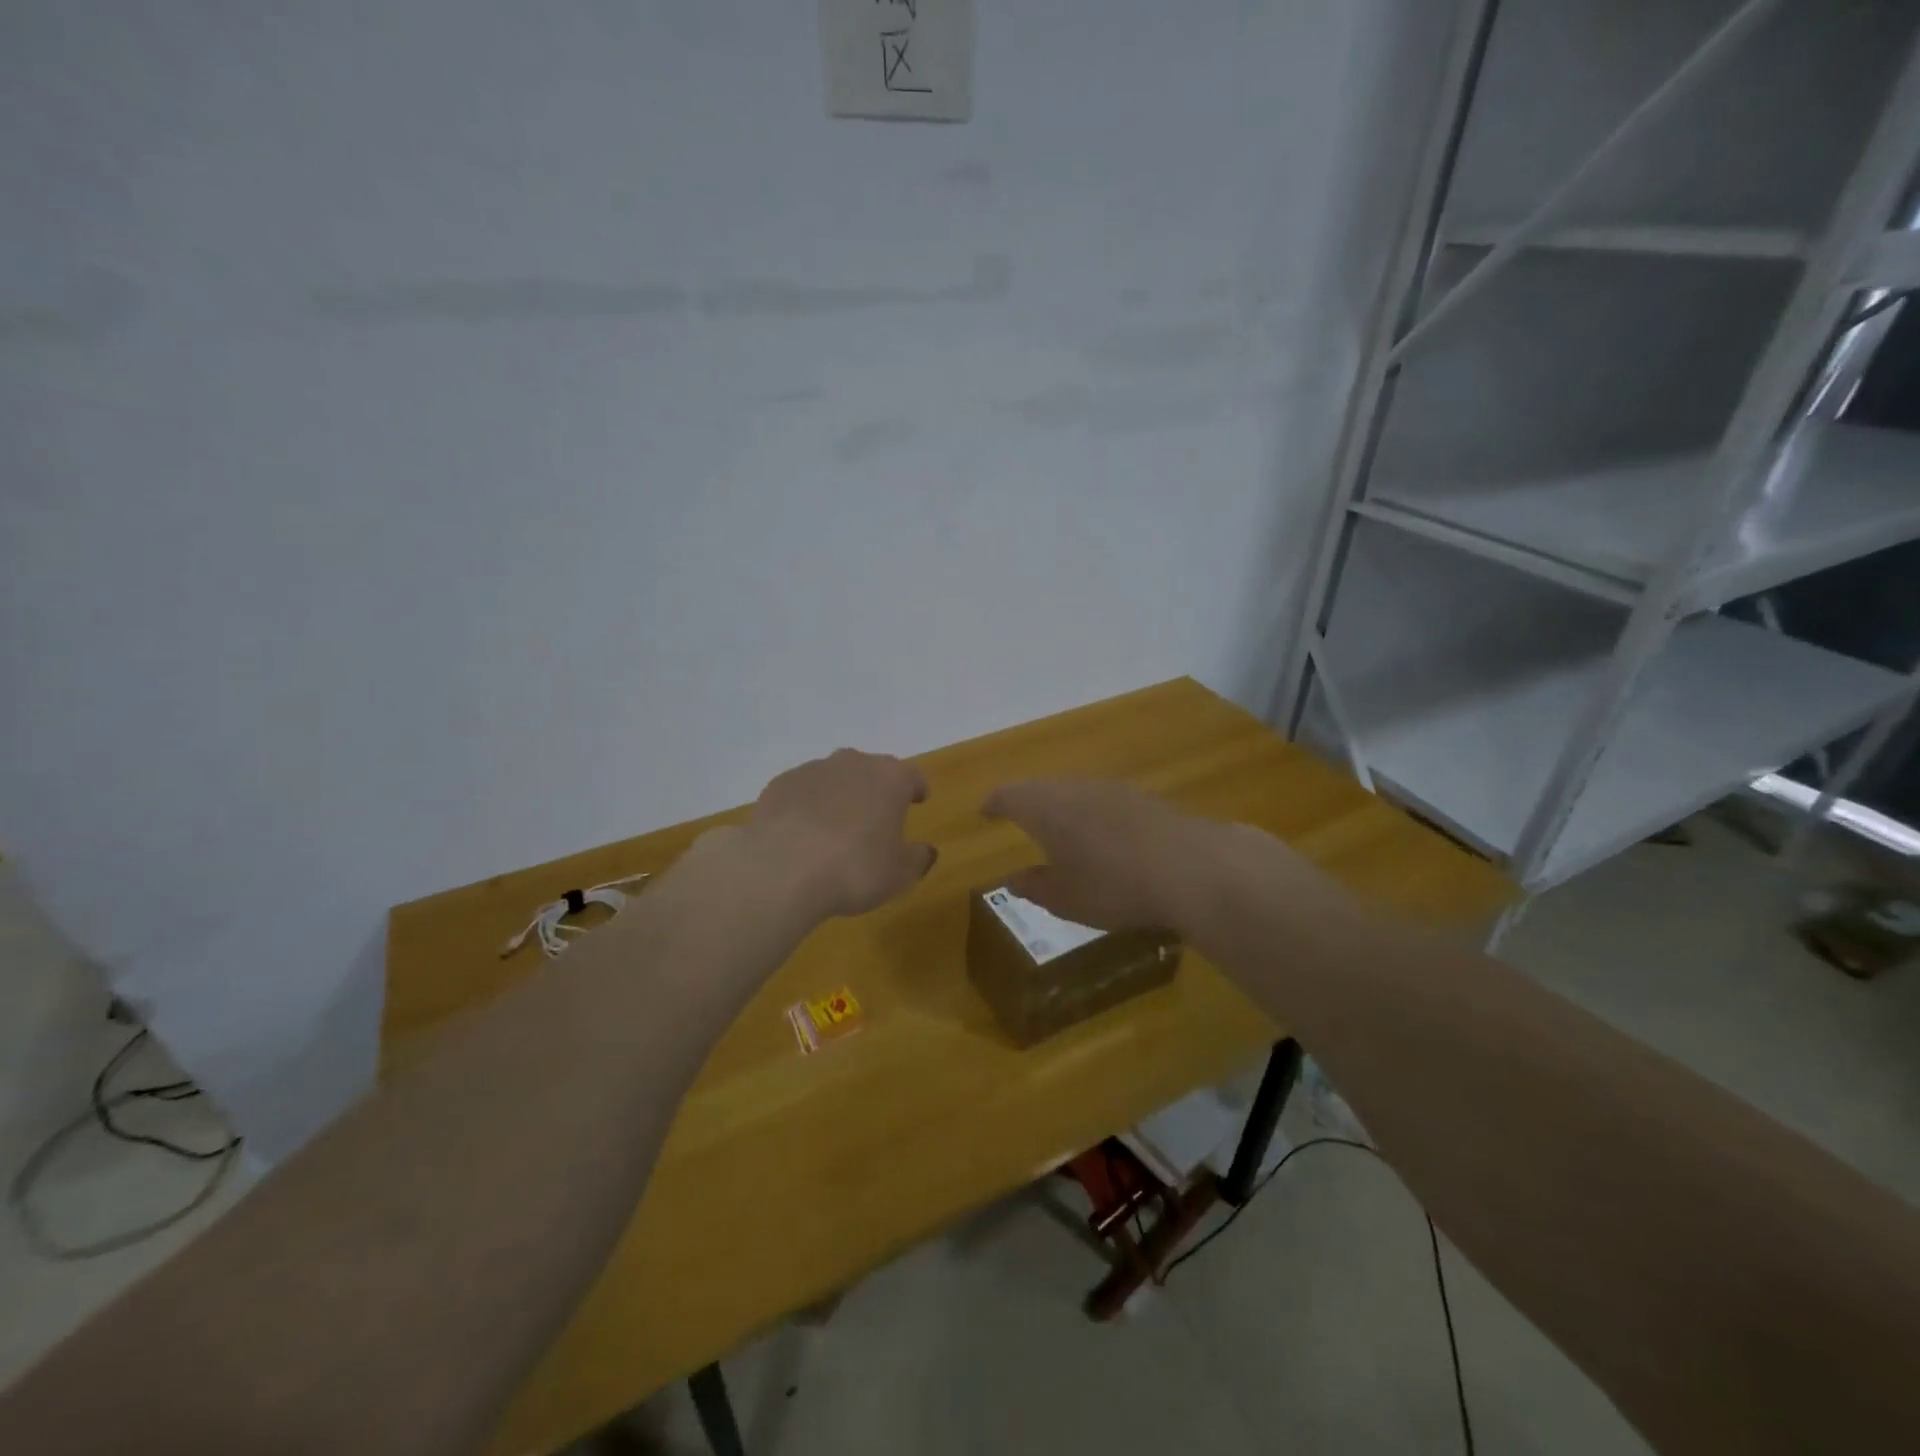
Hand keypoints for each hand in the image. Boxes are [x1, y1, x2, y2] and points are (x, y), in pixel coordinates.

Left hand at [746, 749, 936, 918]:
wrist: (782, 871)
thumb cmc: (854, 870)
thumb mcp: (899, 875)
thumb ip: (917, 859)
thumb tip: (926, 851)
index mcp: (890, 779)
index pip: (912, 776)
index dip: (917, 788)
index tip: (919, 799)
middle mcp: (853, 764)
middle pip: (871, 770)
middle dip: (876, 789)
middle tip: (876, 816)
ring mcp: (813, 770)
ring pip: (834, 777)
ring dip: (839, 795)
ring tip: (835, 827)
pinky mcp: (780, 784)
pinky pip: (802, 792)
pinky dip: (806, 806)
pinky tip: (801, 833)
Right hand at [981, 779, 1216, 932]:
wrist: (1189, 867)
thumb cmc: (1111, 885)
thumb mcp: (1065, 898)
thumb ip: (1035, 886)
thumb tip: (1014, 879)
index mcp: (1044, 808)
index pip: (1008, 795)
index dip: (994, 803)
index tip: (984, 812)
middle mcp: (1074, 788)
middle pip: (1041, 787)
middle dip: (1027, 801)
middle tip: (1019, 817)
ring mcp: (1112, 789)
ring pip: (1075, 791)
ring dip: (1063, 806)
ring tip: (1060, 828)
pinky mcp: (1144, 798)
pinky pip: (1104, 800)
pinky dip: (1093, 813)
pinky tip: (1104, 835)